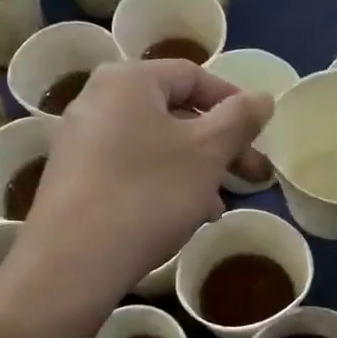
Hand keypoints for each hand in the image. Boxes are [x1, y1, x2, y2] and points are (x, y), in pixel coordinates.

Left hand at [23, 60, 273, 298]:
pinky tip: (182, 217)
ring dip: (194, 170)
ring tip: (218, 206)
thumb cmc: (149, 193)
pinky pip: (129, 168)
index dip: (233, 102)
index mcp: (127, 80)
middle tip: (251, 176)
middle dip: (218, 145)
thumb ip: (239, 119)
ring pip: (153, 145)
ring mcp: (79, 140)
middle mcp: (96, 99)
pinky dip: (161, 183)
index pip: (193, 75)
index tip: (259, 136)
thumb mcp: (207, 153)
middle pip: (173, 112)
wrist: (73, 261)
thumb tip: (263, 97)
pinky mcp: (73, 178)